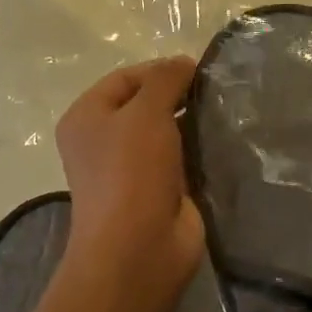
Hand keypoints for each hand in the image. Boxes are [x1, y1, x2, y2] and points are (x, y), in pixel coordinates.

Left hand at [55, 57, 204, 308]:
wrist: (138, 249)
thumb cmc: (131, 172)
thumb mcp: (145, 112)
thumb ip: (165, 79)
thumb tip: (183, 62)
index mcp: (87, 117)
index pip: (125, 78)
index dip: (160, 69)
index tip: (198, 70)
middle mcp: (103, 141)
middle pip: (145, 104)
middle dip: (178, 95)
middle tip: (214, 90)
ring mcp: (131, 169)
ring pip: (165, 132)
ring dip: (190, 122)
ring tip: (224, 111)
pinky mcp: (158, 191)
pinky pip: (180, 159)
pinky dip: (198, 149)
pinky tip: (222, 140)